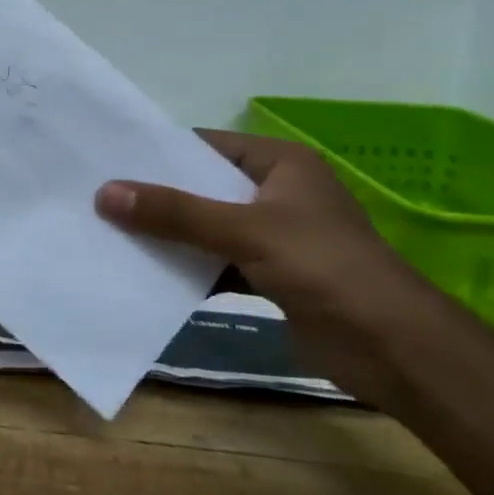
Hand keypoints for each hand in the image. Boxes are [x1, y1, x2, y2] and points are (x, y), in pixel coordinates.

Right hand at [95, 130, 454, 402]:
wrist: (394, 349)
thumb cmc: (325, 268)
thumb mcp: (245, 231)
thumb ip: (176, 213)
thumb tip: (105, 193)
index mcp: (280, 164)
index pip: (207, 146)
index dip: (160, 153)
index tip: (109, 160)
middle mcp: (276, 193)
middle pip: (203, 188)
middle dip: (157, 197)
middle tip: (99, 198)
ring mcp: (275, 237)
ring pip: (208, 228)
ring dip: (169, 236)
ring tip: (111, 233)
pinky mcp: (271, 277)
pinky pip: (217, 263)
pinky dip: (189, 270)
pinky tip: (146, 275)